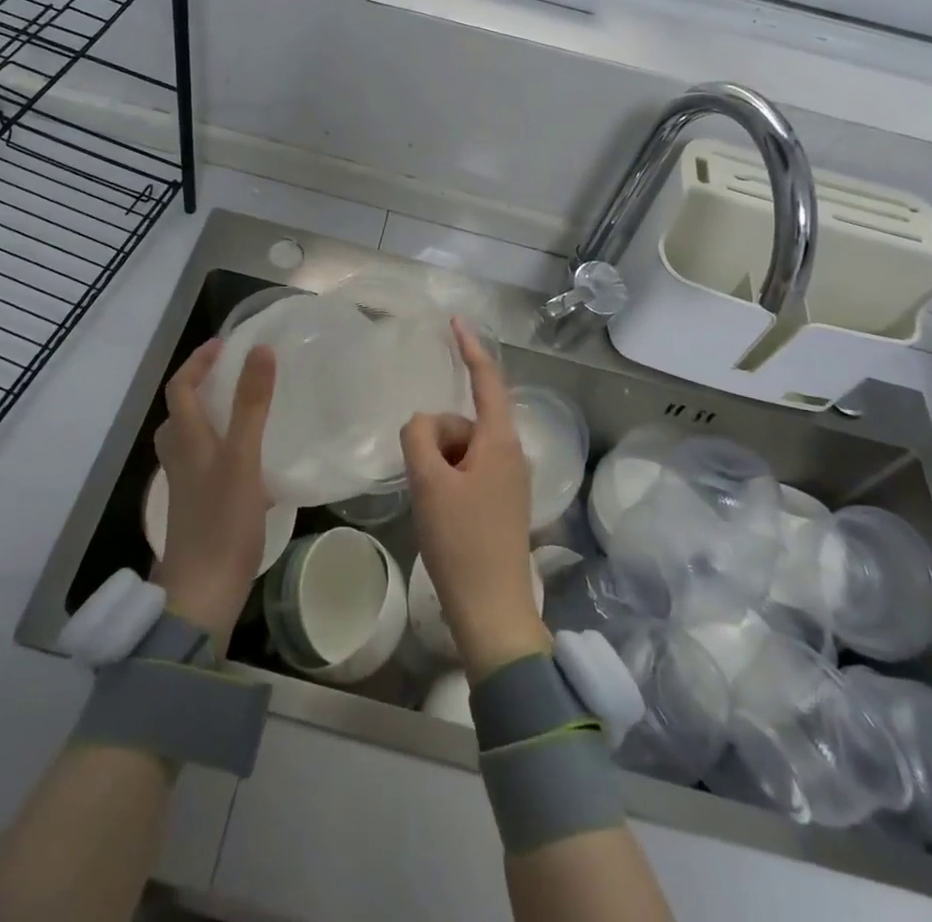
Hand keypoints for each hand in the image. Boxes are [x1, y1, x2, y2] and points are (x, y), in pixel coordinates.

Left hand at [154, 337, 276, 652]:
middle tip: (235, 372)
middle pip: (180, 411)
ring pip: (191, 437)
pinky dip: (222, 445)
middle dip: (201, 385)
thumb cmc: (222, 519)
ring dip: (210, 414)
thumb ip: (251, 404)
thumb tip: (260, 351)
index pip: (180, 387)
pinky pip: (205, 460)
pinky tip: (251, 458)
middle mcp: (180, 456)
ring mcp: (187, 483)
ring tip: (243, 408)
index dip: (198, 361)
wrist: (203, 591)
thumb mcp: (242, 456)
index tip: (226, 344)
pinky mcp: (198, 504)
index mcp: (186, 439)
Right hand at [400, 318, 548, 680]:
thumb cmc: (462, 542)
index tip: (455, 321)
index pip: (487, 379)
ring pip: (462, 448)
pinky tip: (439, 511)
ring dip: (438, 462)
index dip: (470, 347)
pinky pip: (467, 470)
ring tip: (431, 502)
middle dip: (436, 436)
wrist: (492, 610)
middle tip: (423, 479)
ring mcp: (509, 479)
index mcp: (501, 441)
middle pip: (464, 420)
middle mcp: (512, 453)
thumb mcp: (429, 482)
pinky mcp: (502, 501)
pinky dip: (447, 478)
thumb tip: (424, 425)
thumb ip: (419, 435)